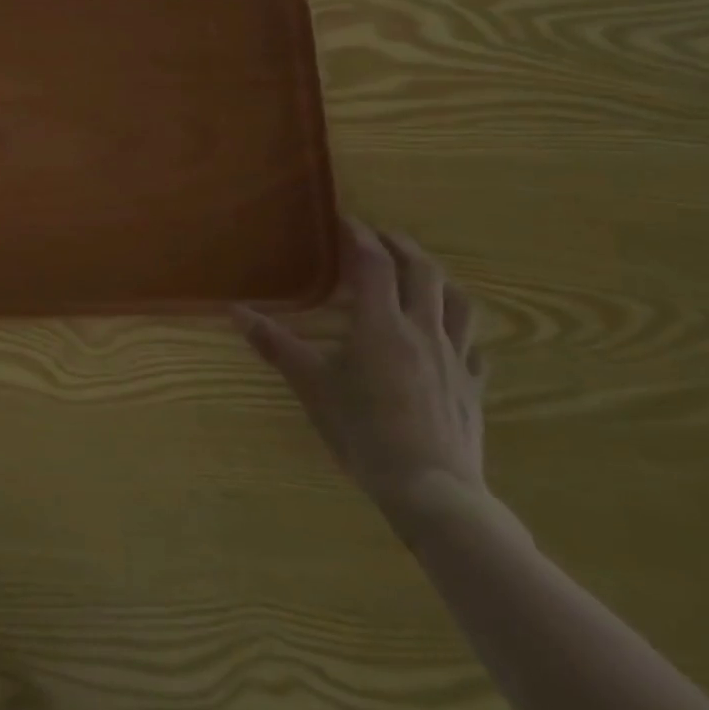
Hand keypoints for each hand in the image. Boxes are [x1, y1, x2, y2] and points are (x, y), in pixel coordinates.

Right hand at [234, 219, 488, 534]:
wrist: (431, 489)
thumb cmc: (363, 431)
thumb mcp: (310, 385)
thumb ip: (275, 345)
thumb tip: (234, 311)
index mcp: (381, 324)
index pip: (374, 263)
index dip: (360, 235)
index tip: (345, 220)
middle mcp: (423, 330)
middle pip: (423, 272)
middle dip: (402, 246)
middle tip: (381, 236)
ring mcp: (455, 358)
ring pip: (458, 302)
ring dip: (438, 278)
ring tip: (420, 272)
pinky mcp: (473, 387)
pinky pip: (474, 345)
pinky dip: (459, 328)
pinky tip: (449, 336)